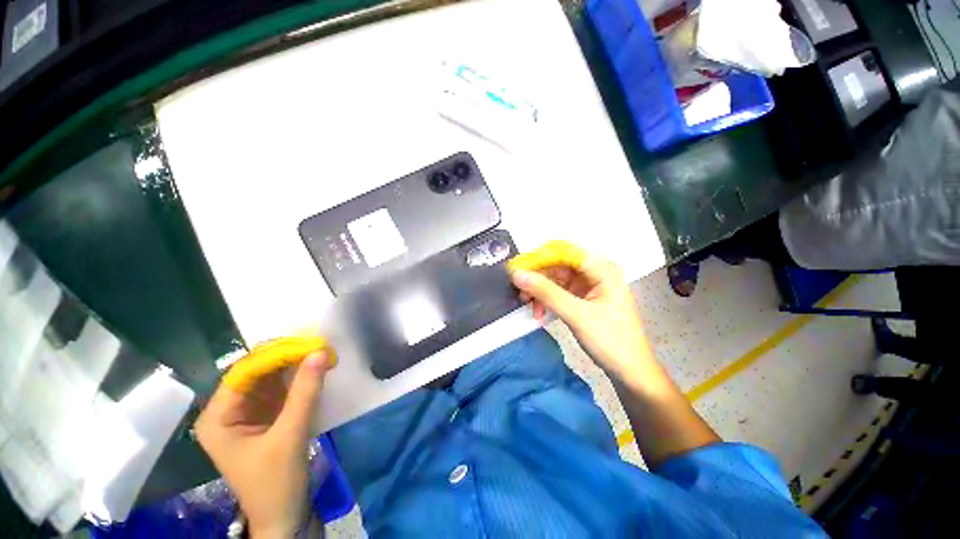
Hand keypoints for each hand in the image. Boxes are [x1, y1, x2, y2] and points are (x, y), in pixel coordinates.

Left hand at [196, 352, 330, 537]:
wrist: (282, 515)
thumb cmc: (275, 482)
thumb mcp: (290, 435)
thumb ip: (305, 392)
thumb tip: (321, 352)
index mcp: (218, 417)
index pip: (243, 373)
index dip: (275, 355)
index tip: (308, 344)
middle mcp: (228, 410)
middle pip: (257, 372)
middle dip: (287, 358)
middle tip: (318, 346)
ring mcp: (247, 411)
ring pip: (270, 377)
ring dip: (295, 365)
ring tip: (320, 353)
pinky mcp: (265, 415)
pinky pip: (281, 387)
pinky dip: (298, 377)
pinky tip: (315, 369)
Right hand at [510, 248, 652, 381]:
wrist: (629, 371)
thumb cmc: (610, 341)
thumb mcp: (576, 315)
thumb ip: (546, 292)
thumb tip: (517, 274)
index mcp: (602, 269)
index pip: (564, 252)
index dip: (539, 258)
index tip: (517, 269)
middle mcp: (595, 272)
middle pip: (558, 264)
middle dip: (537, 277)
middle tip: (519, 291)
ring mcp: (589, 285)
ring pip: (555, 278)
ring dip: (539, 290)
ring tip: (527, 304)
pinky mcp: (583, 297)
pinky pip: (558, 291)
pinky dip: (546, 299)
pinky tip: (539, 311)